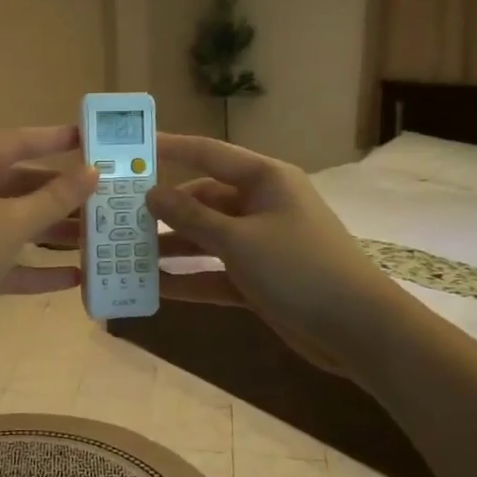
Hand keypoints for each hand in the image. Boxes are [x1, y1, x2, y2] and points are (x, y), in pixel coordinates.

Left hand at [0, 126, 96, 352]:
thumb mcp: (11, 222)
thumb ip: (55, 198)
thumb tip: (94, 172)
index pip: (15, 142)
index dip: (54, 139)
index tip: (90, 138)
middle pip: (18, 185)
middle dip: (59, 196)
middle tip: (102, 196)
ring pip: (14, 223)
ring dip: (51, 232)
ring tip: (95, 237)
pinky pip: (6, 258)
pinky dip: (35, 266)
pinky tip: (73, 277)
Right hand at [143, 134, 406, 371]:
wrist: (358, 330)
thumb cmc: (299, 268)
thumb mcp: (238, 240)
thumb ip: (191, 217)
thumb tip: (152, 194)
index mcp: (265, 180)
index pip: (209, 154)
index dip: (170, 148)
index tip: (132, 147)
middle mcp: (261, 206)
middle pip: (202, 200)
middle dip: (163, 210)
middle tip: (118, 215)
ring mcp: (261, 244)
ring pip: (206, 238)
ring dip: (171, 247)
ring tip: (125, 253)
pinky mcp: (259, 278)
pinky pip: (214, 272)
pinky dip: (189, 278)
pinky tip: (154, 287)